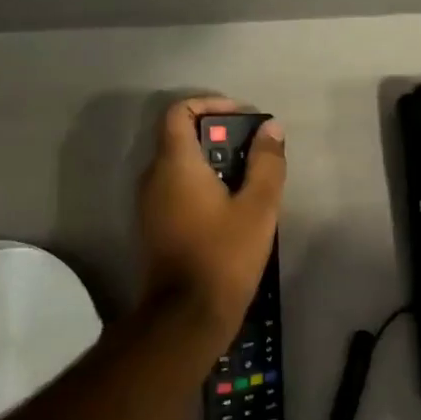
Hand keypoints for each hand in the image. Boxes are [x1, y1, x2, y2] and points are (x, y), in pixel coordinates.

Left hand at [134, 96, 285, 346]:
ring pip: (179, 165)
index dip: (210, 104)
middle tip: (256, 150)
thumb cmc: (225, 254)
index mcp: (175, 165)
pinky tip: (232, 206)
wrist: (187, 314)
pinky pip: (176, 188)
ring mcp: (149, 203)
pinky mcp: (154, 225)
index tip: (242, 117)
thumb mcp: (258, 206)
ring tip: (250, 178)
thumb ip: (266, 162)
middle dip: (219, 136)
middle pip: (180, 137)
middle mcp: (154, 177)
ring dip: (213, 161)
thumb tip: (271, 128)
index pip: (179, 112)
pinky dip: (202, 183)